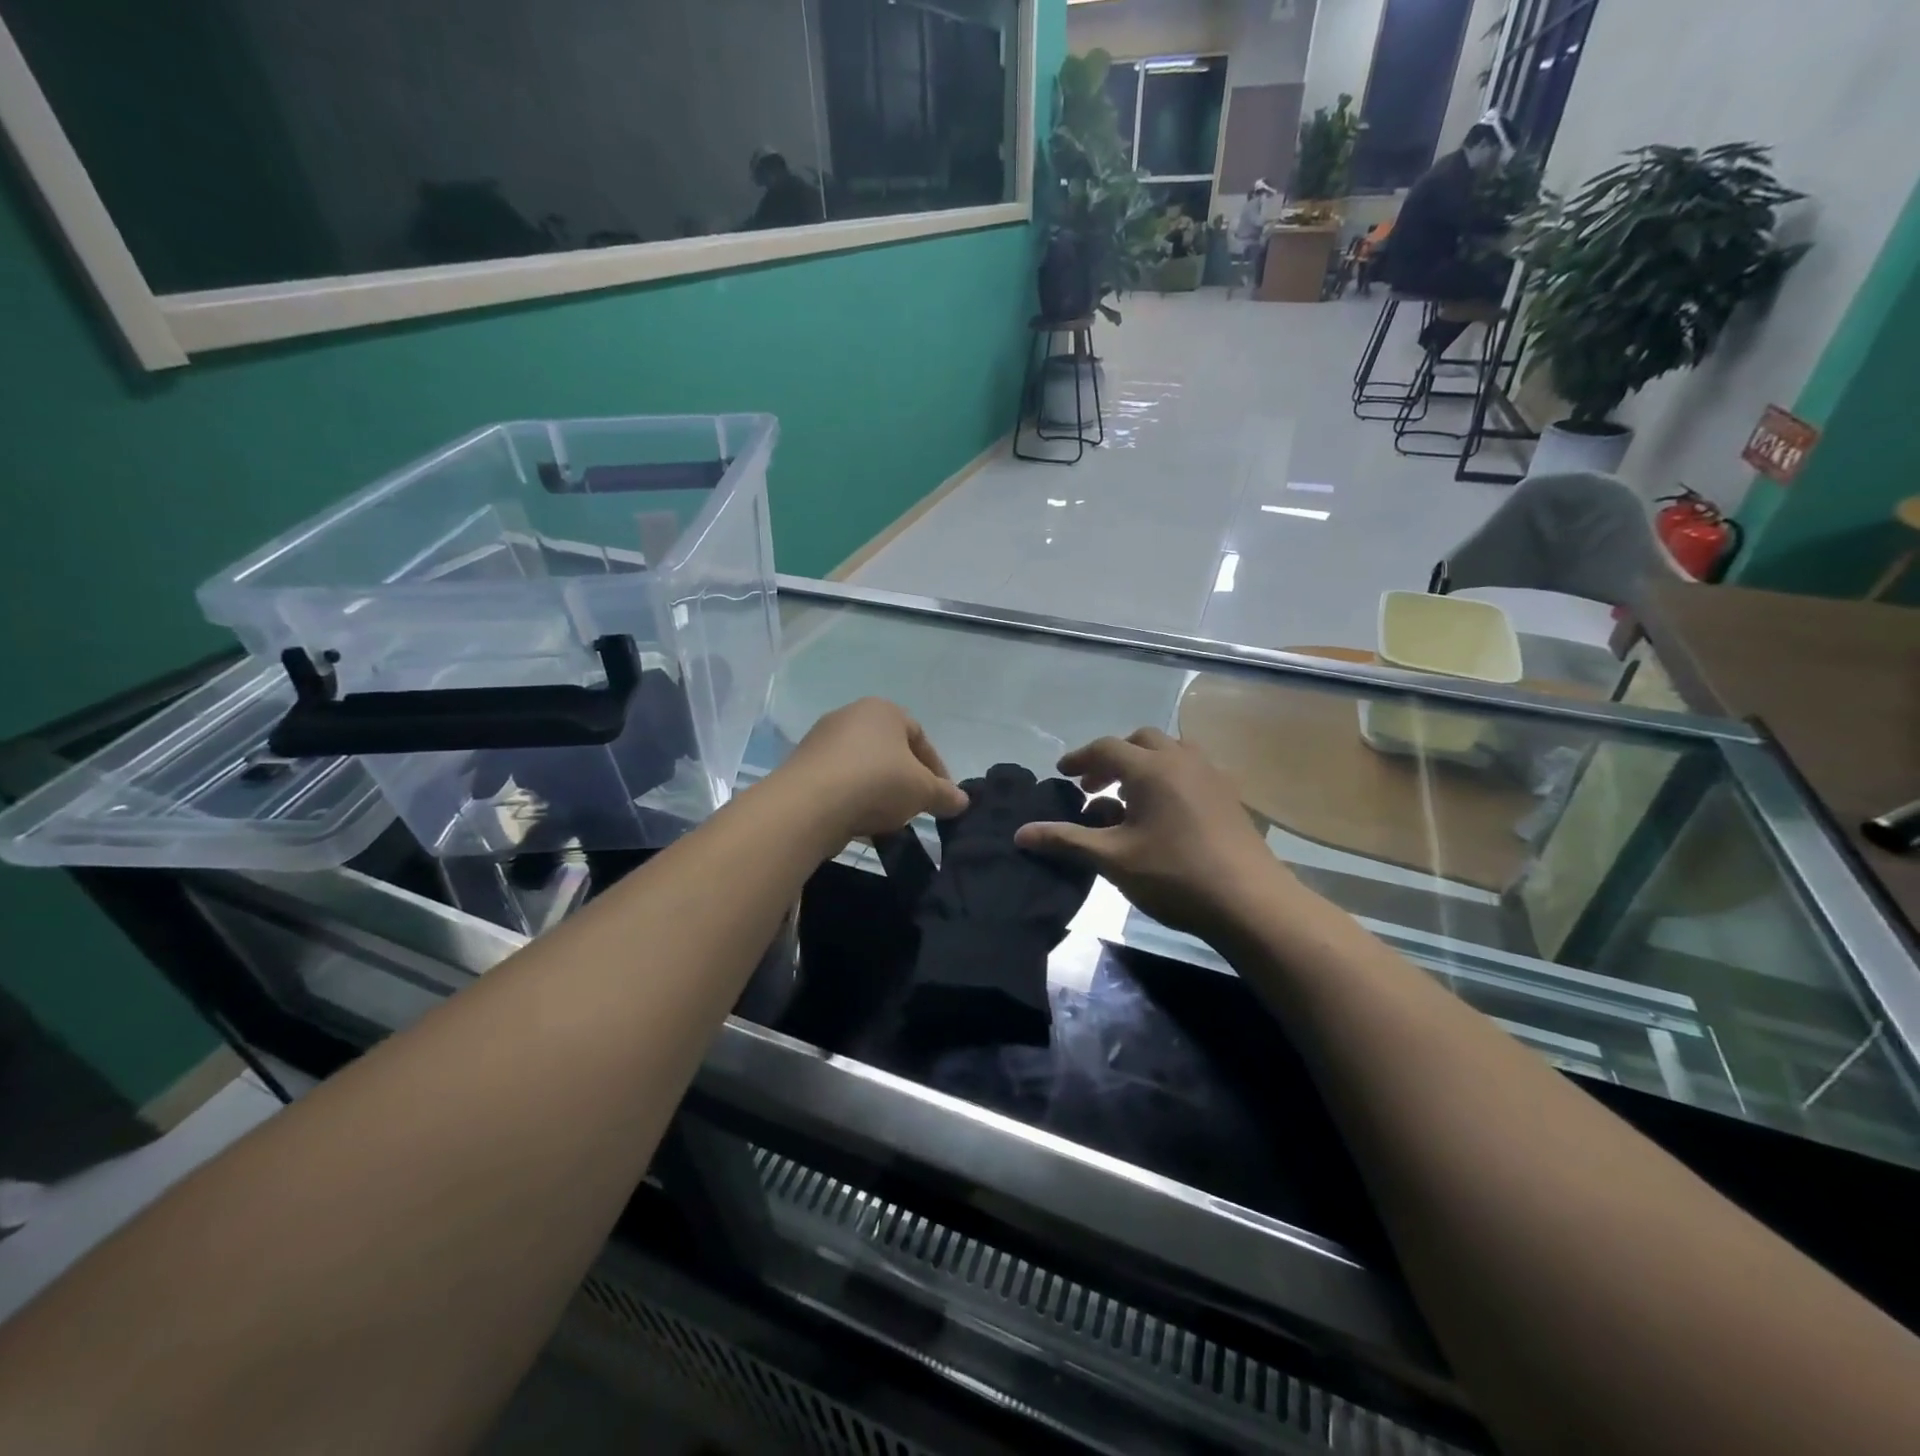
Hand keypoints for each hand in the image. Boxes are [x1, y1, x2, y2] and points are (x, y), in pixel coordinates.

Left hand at [776, 699, 968, 843]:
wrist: (809, 804)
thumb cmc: (877, 782)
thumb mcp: (923, 791)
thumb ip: (945, 794)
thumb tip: (962, 800)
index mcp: (883, 709)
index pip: (920, 736)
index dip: (936, 769)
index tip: (942, 796)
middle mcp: (850, 715)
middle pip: (889, 750)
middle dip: (905, 779)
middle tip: (916, 806)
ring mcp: (821, 740)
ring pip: (863, 767)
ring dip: (878, 791)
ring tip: (888, 819)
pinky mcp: (802, 766)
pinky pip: (839, 781)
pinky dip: (853, 799)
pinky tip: (860, 821)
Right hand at [1013, 728, 1293, 939]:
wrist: (1250, 902)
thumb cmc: (1174, 875)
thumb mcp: (1112, 859)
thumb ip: (1066, 840)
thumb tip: (1020, 834)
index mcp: (1151, 768)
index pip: (1106, 748)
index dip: (1080, 759)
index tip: (1062, 773)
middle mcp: (1182, 760)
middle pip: (1140, 741)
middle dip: (1112, 759)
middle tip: (1093, 787)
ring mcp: (1211, 775)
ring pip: (1170, 752)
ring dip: (1143, 765)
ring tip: (1128, 797)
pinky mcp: (1230, 796)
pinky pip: (1191, 770)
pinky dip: (1168, 777)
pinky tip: (1164, 813)